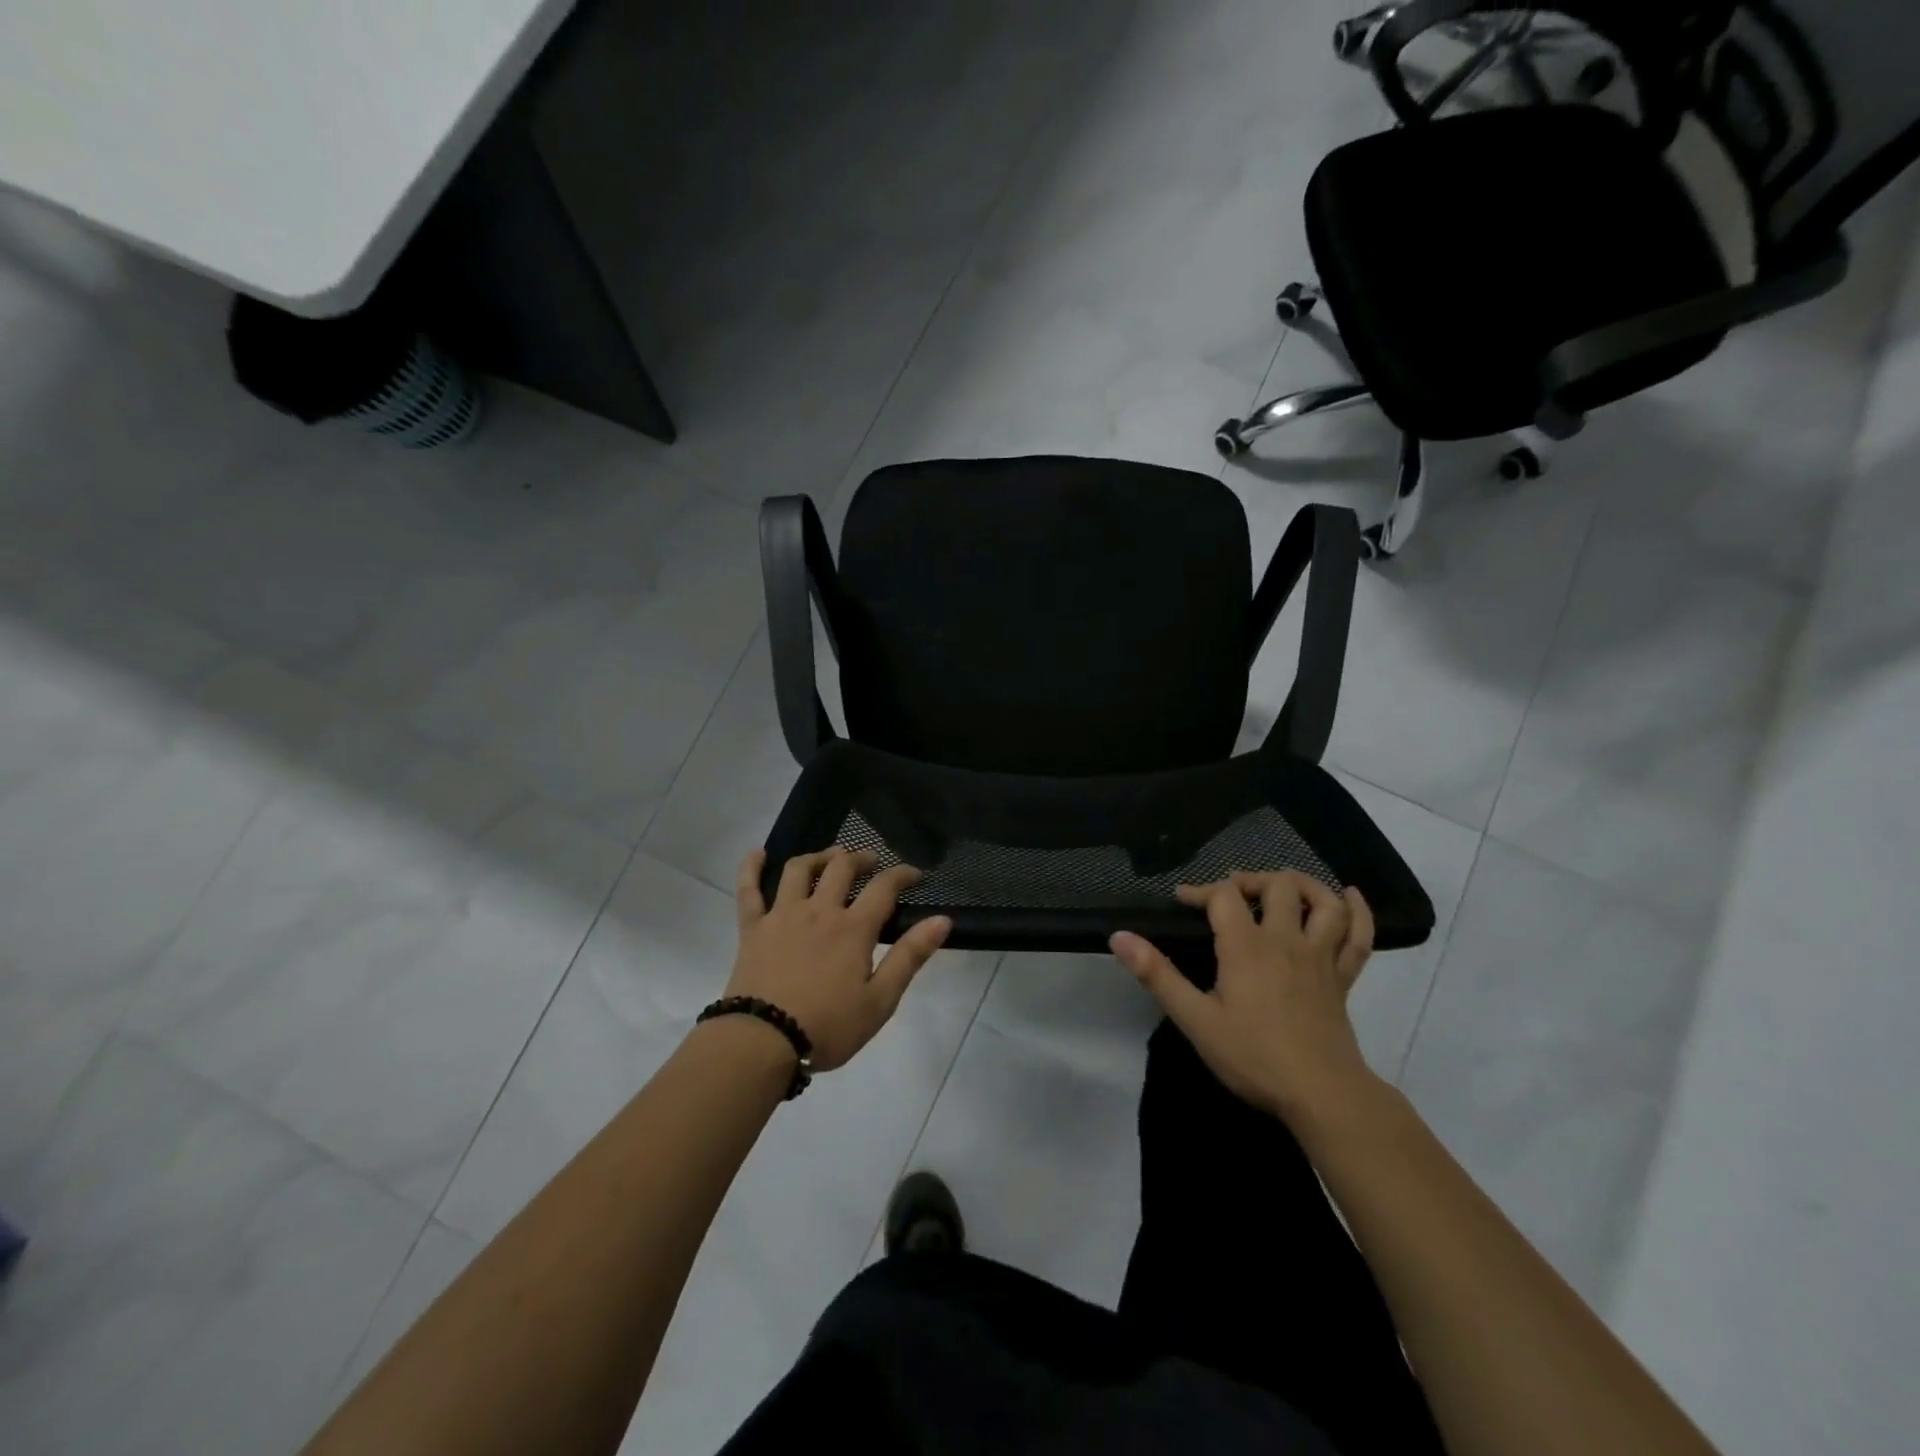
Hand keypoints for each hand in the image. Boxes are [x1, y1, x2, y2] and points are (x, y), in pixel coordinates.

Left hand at [726, 847, 951, 1073]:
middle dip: (861, 857)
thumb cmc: (828, 1027)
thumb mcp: (880, 1000)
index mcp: (853, 928)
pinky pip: (749, 890)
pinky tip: (756, 854)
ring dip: (819, 856)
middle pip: (841, 867)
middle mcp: (819, 910)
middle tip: (871, 861)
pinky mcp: (753, 928)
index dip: (901, 874)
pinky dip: (751, 868)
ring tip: (830, 857)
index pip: (884, 887)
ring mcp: (782, 915)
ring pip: (800, 869)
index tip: (914, 873)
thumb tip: (942, 920)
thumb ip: (910, 956)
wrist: (762, 1042)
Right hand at [1111, 871, 1377, 1123]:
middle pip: (1278, 885)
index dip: (1201, 890)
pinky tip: (1349, 896)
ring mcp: (1320, 957)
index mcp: (1246, 947)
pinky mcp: (1344, 978)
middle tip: (1233, 895)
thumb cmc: (1253, 1057)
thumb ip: (1156, 975)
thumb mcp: (1195, 1018)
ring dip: (1304, 885)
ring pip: (1324, 902)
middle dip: (1251, 880)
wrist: (1322, 1094)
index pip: (1224, 895)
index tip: (1183, 900)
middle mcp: (1286, 940)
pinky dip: (1358, 910)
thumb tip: (1118, 936)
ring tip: (1283, 887)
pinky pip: (1359, 936)